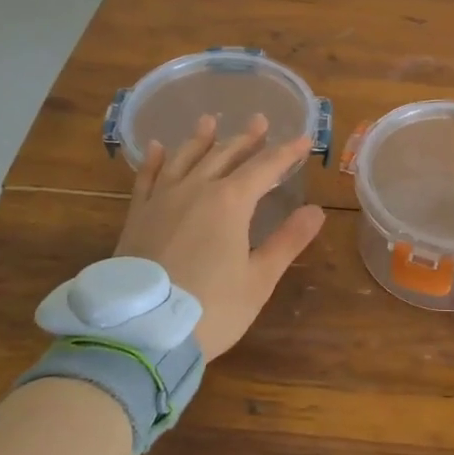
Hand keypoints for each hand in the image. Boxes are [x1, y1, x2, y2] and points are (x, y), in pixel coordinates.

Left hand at [115, 113, 325, 360]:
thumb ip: (287, 241)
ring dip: (200, 139)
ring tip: (209, 121)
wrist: (140, 333)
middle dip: (246, 138)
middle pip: (225, 155)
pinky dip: (153, 161)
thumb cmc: (210, 309)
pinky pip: (146, 179)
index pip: (265, 168)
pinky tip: (156, 148)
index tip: (303, 139)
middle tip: (259, 120)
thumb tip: (316, 211)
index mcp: (230, 202)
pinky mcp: (136, 217)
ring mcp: (161, 201)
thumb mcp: (258, 280)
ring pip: (184, 159)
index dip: (286, 153)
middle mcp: (195, 190)